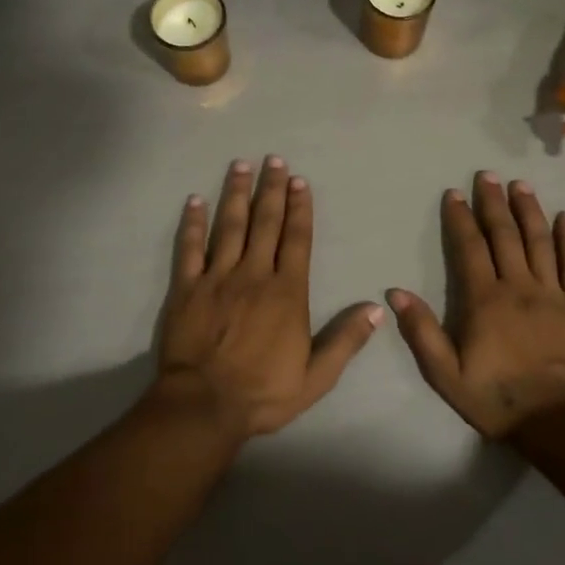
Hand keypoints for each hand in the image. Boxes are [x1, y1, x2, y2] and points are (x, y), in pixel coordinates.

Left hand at [154, 157, 382, 440]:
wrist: (204, 405)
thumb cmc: (263, 393)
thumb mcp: (317, 376)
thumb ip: (346, 340)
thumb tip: (377, 309)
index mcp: (287, 293)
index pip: (297, 240)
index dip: (299, 209)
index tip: (299, 181)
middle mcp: (254, 275)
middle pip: (265, 224)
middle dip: (271, 190)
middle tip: (273, 159)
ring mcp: (217, 279)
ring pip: (229, 227)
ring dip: (236, 194)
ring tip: (240, 165)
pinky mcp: (186, 289)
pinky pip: (189, 249)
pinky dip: (192, 224)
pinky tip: (194, 201)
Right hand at [388, 172, 564, 439]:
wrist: (560, 420)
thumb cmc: (498, 398)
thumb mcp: (446, 374)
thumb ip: (422, 332)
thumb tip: (396, 293)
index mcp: (484, 300)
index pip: (469, 247)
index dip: (460, 218)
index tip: (454, 193)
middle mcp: (518, 286)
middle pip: (504, 235)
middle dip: (494, 203)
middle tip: (488, 175)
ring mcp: (553, 293)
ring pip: (539, 241)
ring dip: (529, 210)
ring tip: (521, 185)